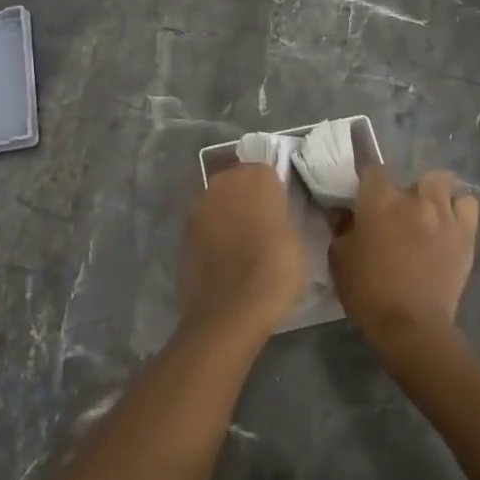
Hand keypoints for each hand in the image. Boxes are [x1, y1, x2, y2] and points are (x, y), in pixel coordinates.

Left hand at [181, 164, 306, 339]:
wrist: (230, 310)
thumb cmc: (275, 271)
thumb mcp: (296, 240)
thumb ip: (282, 216)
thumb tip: (275, 216)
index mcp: (256, 177)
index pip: (267, 170)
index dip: (274, 189)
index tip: (281, 209)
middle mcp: (223, 182)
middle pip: (237, 180)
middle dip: (247, 196)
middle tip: (262, 223)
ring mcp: (199, 205)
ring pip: (218, 200)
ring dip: (227, 212)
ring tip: (242, 241)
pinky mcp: (183, 230)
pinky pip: (205, 223)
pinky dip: (213, 233)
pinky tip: (224, 256)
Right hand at [330, 165, 477, 351]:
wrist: (411, 326)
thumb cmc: (368, 291)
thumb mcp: (339, 258)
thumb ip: (341, 228)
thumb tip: (343, 213)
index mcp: (379, 200)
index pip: (374, 169)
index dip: (369, 180)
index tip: (367, 196)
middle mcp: (414, 198)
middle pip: (414, 176)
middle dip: (407, 190)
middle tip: (400, 213)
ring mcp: (444, 214)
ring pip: (443, 183)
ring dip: (434, 195)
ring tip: (429, 214)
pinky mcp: (466, 234)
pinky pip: (468, 205)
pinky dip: (458, 209)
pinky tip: (449, 225)